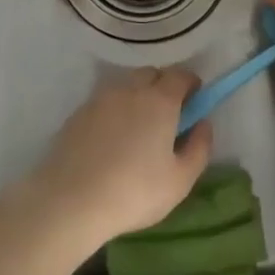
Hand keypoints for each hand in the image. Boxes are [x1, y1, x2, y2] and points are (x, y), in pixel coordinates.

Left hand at [0, 68, 213, 254]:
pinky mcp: (79, 112)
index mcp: (159, 100)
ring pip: (126, 85)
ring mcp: (101, 98)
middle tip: (168, 116)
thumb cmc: (134, 191)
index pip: (180, 75)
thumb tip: (203, 124)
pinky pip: (105, 101)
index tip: (195, 101)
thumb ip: (199, 147)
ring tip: (139, 129)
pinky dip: (115, 110)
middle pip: (151, 74)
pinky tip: (112, 139)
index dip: (191, 84)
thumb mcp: (180, 180)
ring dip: (138, 96)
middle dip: (164, 86)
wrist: (70, 199)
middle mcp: (130, 89)